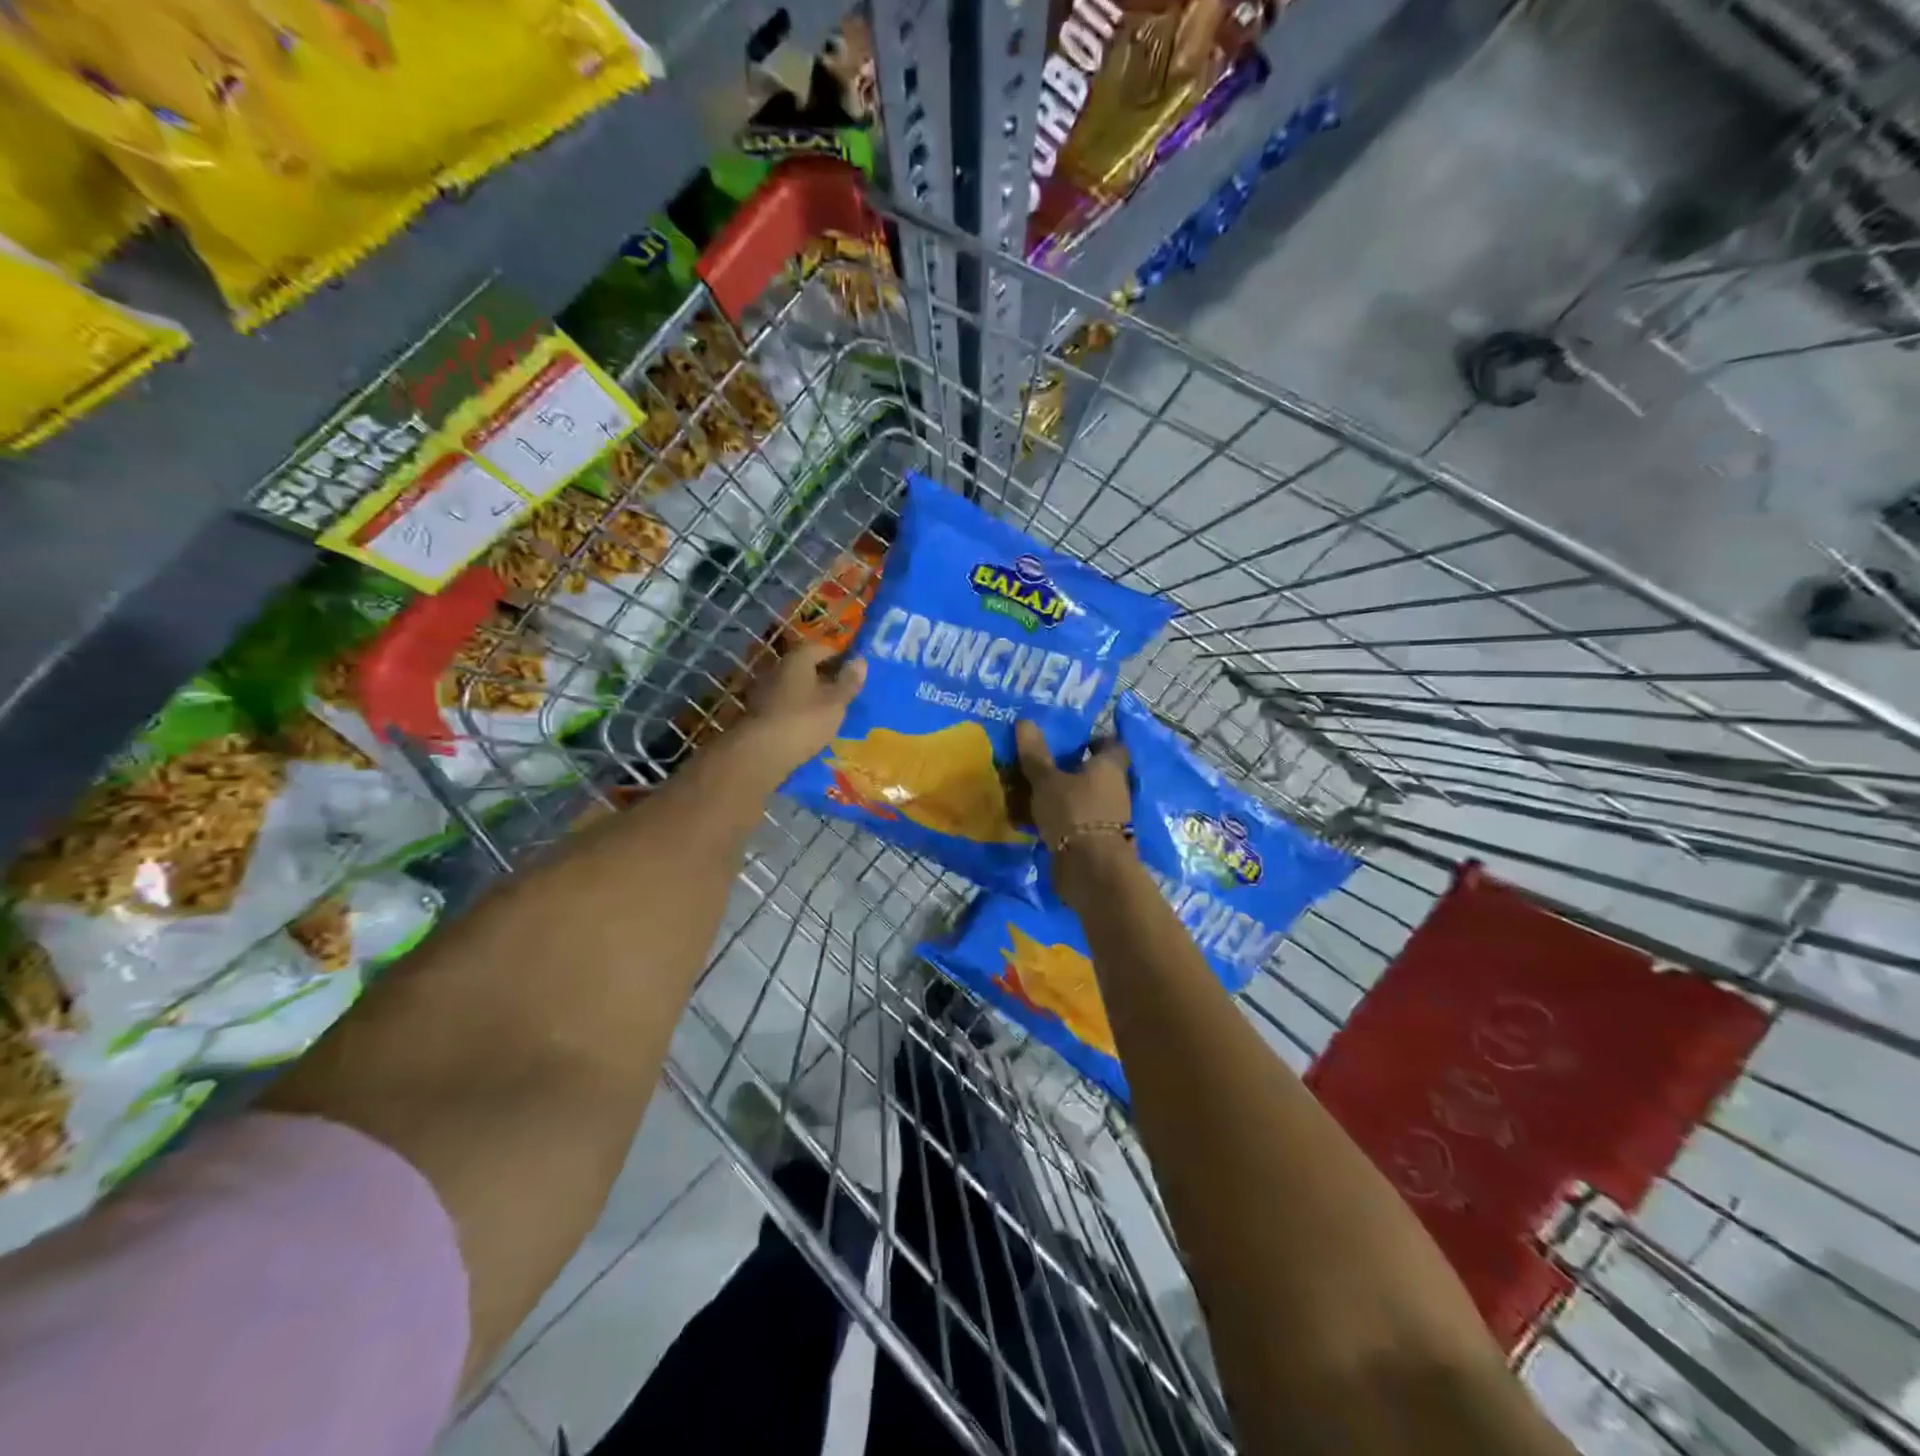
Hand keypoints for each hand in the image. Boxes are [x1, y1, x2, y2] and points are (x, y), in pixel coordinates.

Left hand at [734, 642, 866, 781]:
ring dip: (810, 695)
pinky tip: (809, 726)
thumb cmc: (804, 721)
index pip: (820, 648)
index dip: (839, 656)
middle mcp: (777, 670)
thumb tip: (861, 661)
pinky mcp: (758, 715)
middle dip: (824, 676)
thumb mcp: (835, 702)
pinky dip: (797, 711)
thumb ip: (849, 682)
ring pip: (794, 687)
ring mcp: (764, 692)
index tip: (853, 669)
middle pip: (805, 667)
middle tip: (844, 691)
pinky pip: (784, 706)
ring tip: (829, 711)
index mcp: (797, 660)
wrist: (761, 753)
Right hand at [1014, 721, 1137, 902]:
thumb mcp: (1047, 780)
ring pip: (1083, 799)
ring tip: (1030, 791)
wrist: (1091, 869)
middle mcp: (1115, 790)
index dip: (1093, 740)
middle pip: (1095, 773)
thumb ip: (1036, 754)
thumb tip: (1025, 721)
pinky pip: (1075, 822)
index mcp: (1109, 767)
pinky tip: (1034, 820)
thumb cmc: (1074, 812)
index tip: (1070, 740)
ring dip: (1063, 796)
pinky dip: (1059, 820)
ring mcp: (1108, 818)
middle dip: (1071, 769)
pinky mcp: (1096, 841)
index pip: (1111, 745)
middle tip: (1041, 764)